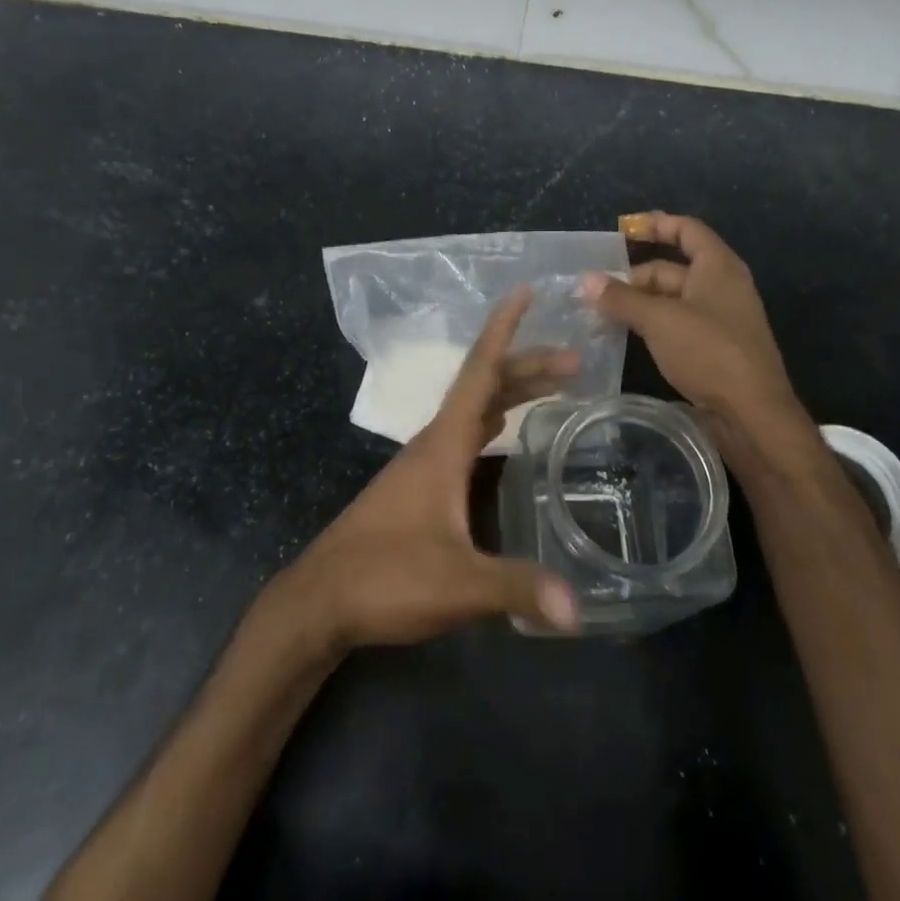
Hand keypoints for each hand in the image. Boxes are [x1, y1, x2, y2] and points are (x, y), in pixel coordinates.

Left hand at [270, 288, 581, 652]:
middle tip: (575, 363)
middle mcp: (433, 444)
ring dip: (510, 393)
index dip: (503, 330)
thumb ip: (515, 589)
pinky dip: (493, 421)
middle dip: (527, 368)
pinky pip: (464, 436)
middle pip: (483, 389)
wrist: (320, 602)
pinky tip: (504, 432)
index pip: (479, 373)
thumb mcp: (456, 585)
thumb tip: (579, 608)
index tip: (525, 291)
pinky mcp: (419, 489)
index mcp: (442, 446)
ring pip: (473, 411)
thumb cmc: (384, 578)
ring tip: (553, 387)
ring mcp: (423, 465)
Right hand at [583, 213, 818, 477]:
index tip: (622, 230)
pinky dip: (651, 325)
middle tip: (595, 290)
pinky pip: (676, 324)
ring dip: (639, 303)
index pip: (686, 230)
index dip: (655, 224)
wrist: (752, 415)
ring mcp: (719, 319)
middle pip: (672, 268)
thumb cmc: (710, 352)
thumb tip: (587, 280)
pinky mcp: (713, 348)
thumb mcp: (659, 320)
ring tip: (600, 312)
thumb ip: (622, 298)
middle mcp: (721, 286)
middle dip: (634, 276)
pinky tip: (625, 336)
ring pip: (671, 299)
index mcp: (718, 267)